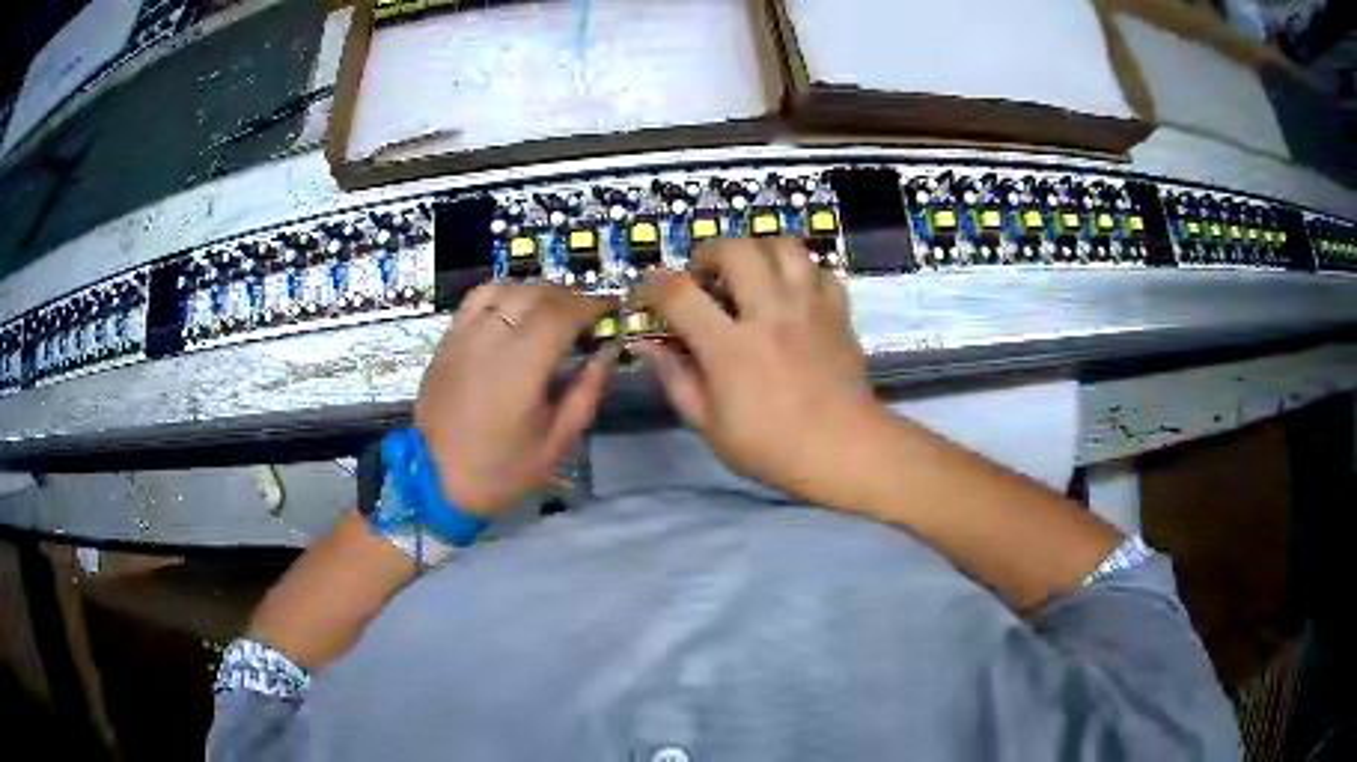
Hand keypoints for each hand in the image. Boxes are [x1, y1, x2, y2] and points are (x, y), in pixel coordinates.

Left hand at [414, 284, 616, 516]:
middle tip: (587, 316)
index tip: (611, 311)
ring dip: (537, 292)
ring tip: (553, 311)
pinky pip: (477, 298)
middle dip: (569, 298)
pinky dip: (504, 294)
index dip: (592, 305)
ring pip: (506, 288)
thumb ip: (587, 390)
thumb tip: (608, 351)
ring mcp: (463, 335)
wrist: (436, 480)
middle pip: (536, 294)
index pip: (562, 313)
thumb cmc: (502, 469)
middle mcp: (489, 340)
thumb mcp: (557, 440)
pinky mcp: (447, 340)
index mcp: (520, 368)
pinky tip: (515, 309)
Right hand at [633, 237, 878, 503]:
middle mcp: (770, 314)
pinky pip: (819, 270)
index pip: (680, 294)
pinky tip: (792, 291)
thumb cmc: (772, 448)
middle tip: (704, 275)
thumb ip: (675, 379)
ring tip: (750, 271)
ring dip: (758, 249)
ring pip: (784, 246)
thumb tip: (644, 346)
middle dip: (710, 253)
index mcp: (731, 347)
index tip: (648, 289)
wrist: (845, 451)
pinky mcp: (837, 312)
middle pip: (736, 250)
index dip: (655, 284)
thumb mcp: (710, 426)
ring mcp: (809, 308)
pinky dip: (801, 271)